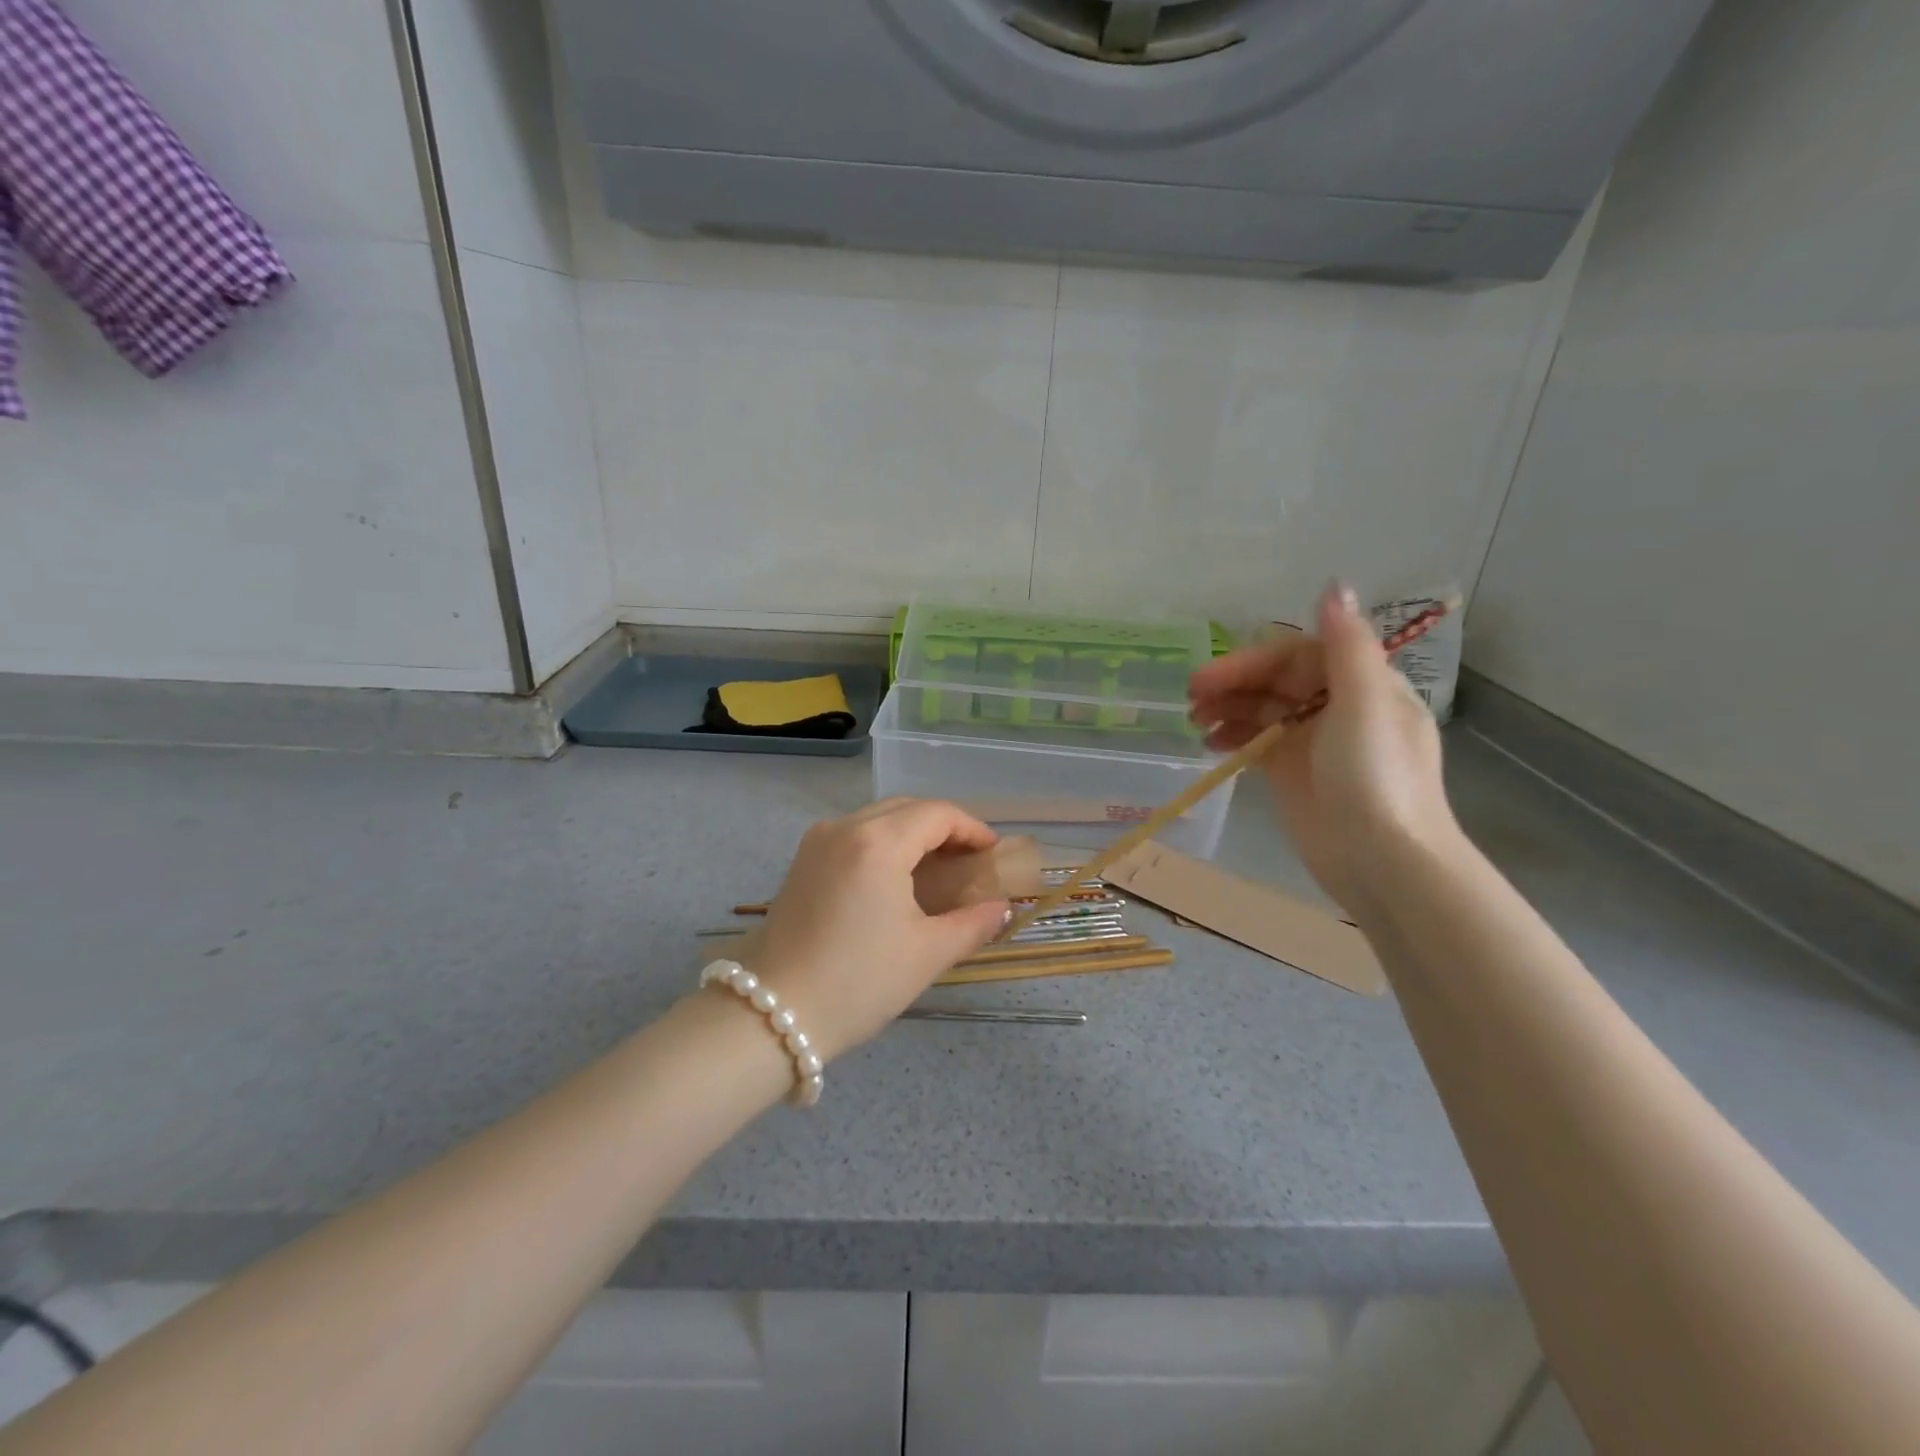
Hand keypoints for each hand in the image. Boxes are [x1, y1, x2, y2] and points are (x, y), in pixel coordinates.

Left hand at [751, 799, 1012, 1062]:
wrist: (772, 1014)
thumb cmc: (858, 982)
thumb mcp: (927, 954)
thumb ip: (973, 923)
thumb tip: (1001, 908)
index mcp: (878, 842)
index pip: (937, 814)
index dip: (972, 829)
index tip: (993, 854)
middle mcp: (845, 827)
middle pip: (907, 808)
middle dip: (944, 827)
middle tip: (970, 861)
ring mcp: (818, 841)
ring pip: (878, 818)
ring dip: (912, 832)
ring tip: (938, 868)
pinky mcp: (802, 861)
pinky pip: (854, 834)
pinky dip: (884, 842)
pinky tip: (896, 876)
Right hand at [1187, 583, 1460, 913]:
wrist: (1384, 861)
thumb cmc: (1376, 778)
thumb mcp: (1365, 704)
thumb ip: (1346, 645)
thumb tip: (1334, 585)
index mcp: (1361, 684)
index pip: (1297, 655)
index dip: (1252, 660)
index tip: (1211, 678)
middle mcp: (1337, 707)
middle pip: (1276, 681)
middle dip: (1233, 684)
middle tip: (1190, 698)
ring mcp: (1313, 742)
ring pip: (1263, 710)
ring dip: (1228, 708)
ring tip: (1195, 721)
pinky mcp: (1294, 773)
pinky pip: (1257, 742)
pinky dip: (1233, 737)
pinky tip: (1210, 744)